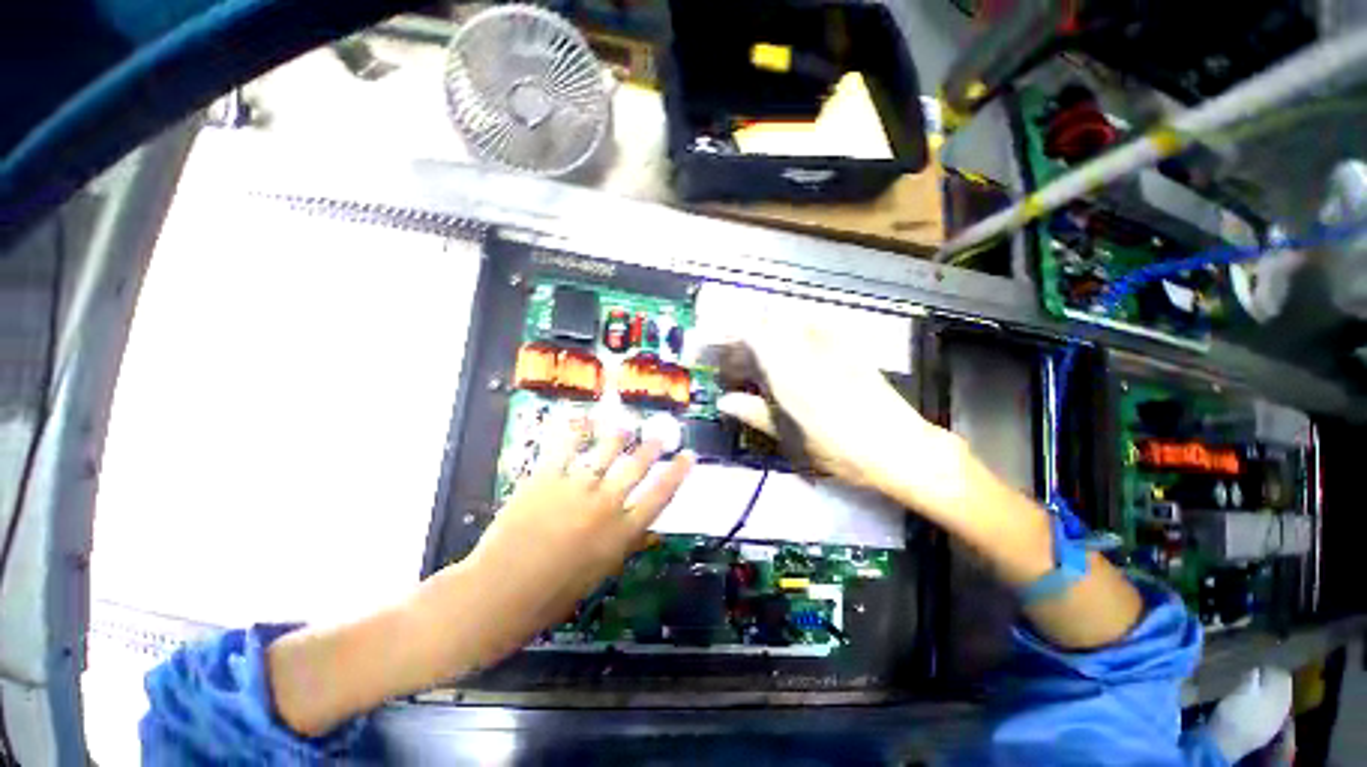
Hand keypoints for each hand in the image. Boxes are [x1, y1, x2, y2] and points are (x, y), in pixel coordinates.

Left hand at [459, 423, 694, 658]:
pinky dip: (578, 430)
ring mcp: (576, 488)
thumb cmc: (552, 596)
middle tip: (659, 435)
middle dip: (652, 446)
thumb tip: (646, 530)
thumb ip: (624, 545)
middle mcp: (605, 505)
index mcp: (621, 534)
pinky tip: (586, 421)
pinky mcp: (546, 477)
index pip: (661, 495)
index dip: (678, 473)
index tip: (688, 456)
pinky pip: (567, 446)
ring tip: (627, 427)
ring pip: (607, 449)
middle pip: (637, 465)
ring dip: (620, 435)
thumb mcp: (599, 574)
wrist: (498, 594)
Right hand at [716, 324, 966, 515]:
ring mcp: (833, 347)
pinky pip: (820, 325)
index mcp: (789, 375)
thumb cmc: (840, 452)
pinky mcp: (852, 348)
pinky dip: (801, 328)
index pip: (754, 334)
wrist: (900, 449)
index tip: (721, 340)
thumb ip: (755, 414)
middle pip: (772, 320)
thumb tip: (724, 401)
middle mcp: (808, 352)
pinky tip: (799, 345)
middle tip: (743, 350)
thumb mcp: (791, 439)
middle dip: (751, 328)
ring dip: (774, 327)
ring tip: (768, 349)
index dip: (733, 331)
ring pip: (794, 319)